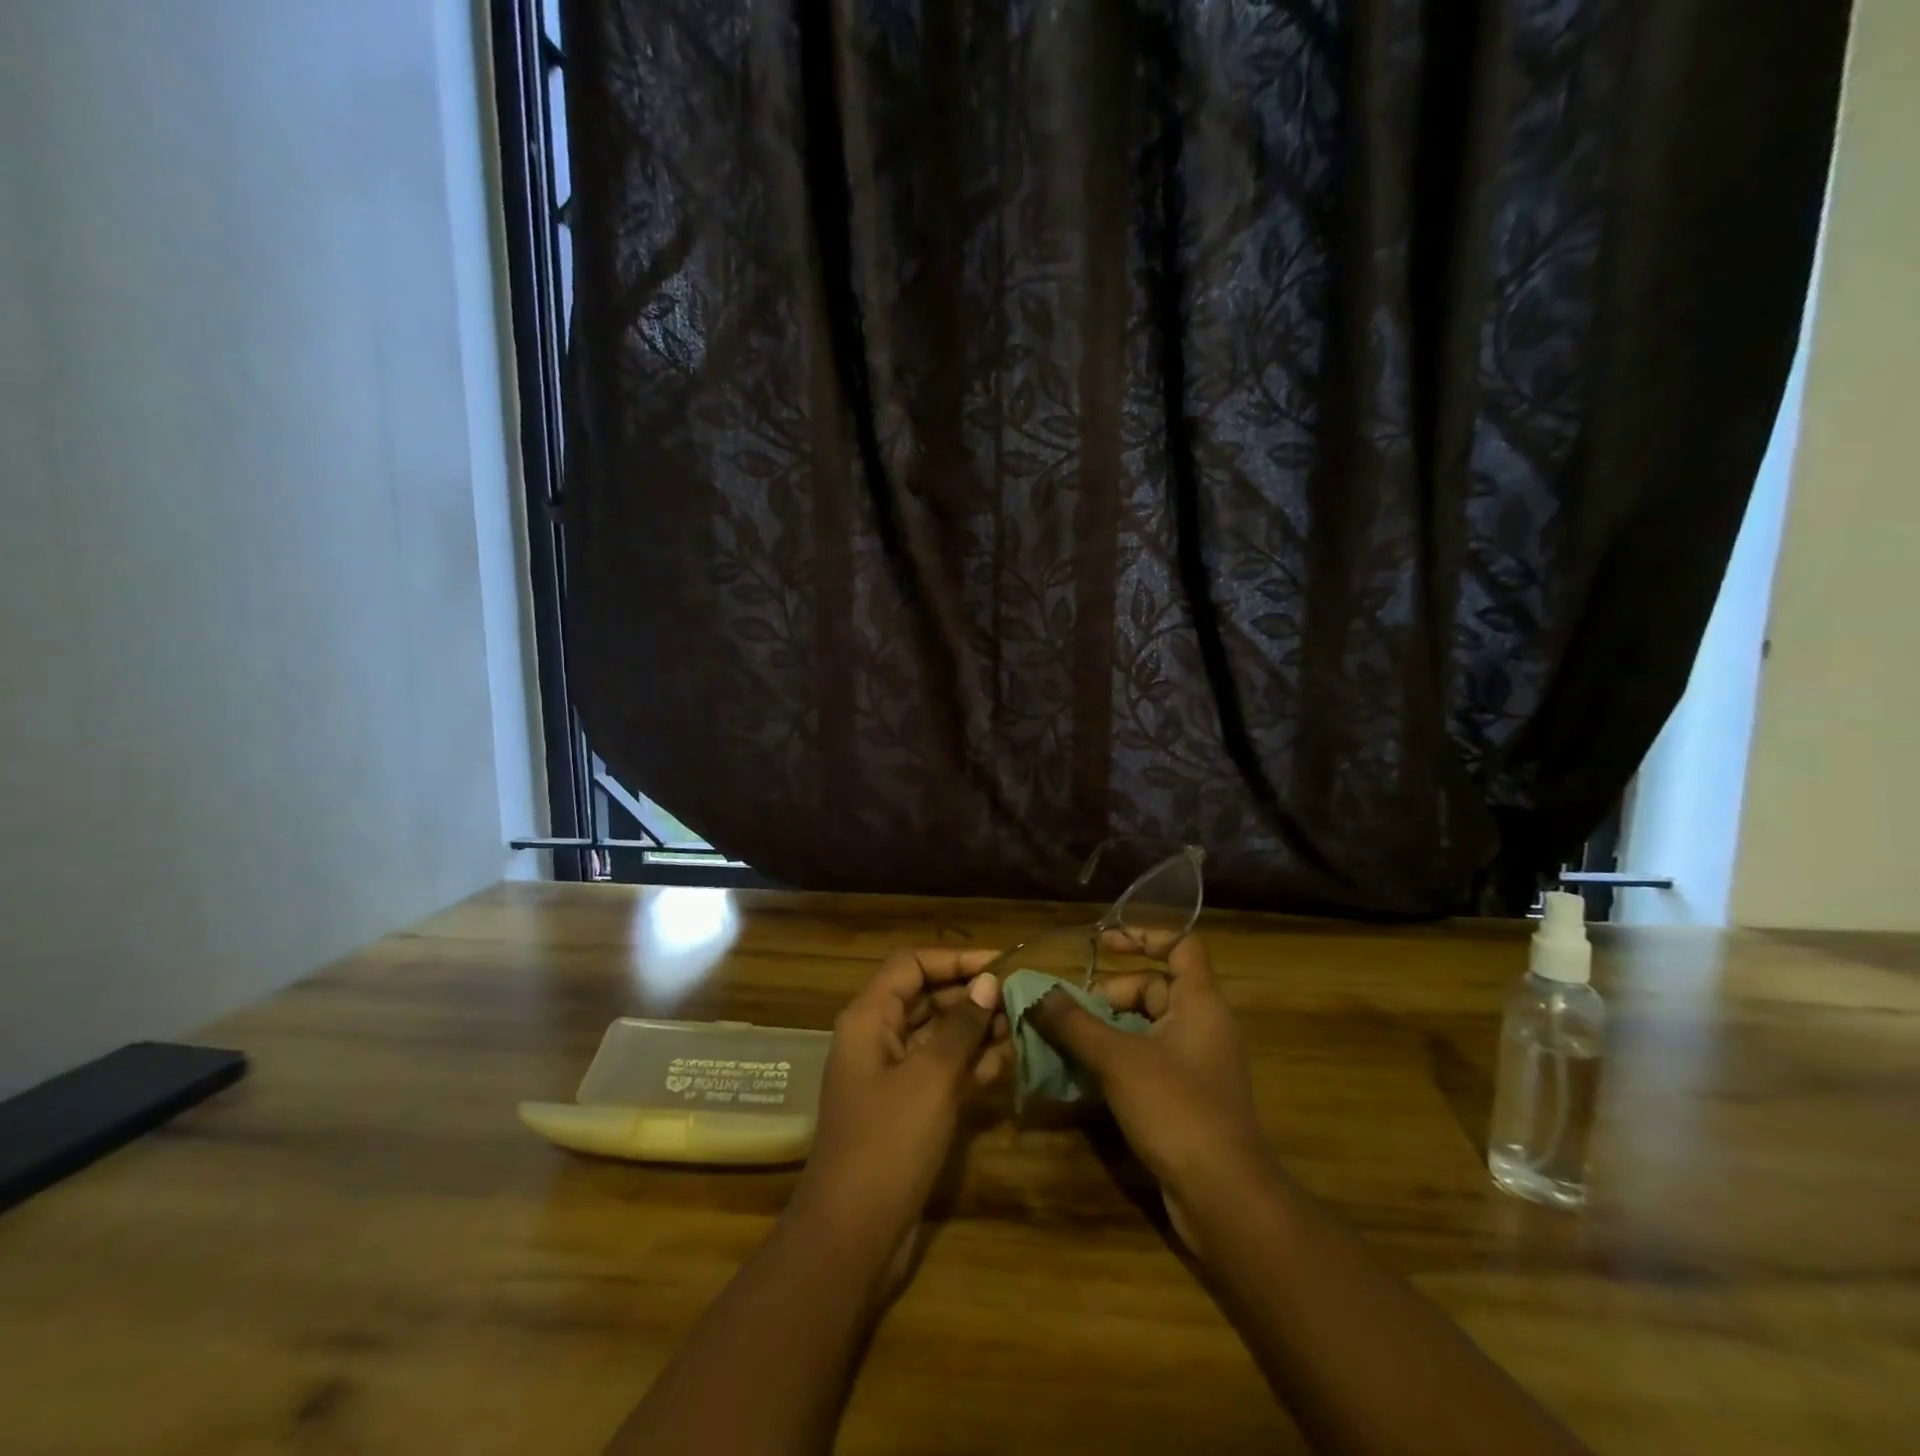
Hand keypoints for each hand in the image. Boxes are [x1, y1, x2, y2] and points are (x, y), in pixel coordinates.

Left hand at [788, 948, 1009, 1292]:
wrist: (853, 1236)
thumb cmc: (888, 1143)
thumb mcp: (930, 1077)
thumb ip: (961, 1026)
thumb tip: (988, 981)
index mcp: (870, 1018)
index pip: (912, 964)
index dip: (955, 959)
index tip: (1002, 965)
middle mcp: (879, 1038)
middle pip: (927, 996)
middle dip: (972, 993)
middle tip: (1023, 995)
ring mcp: (894, 1075)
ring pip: (940, 1034)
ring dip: (978, 1027)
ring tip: (1025, 1021)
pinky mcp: (910, 1108)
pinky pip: (944, 1070)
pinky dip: (974, 1062)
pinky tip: (1012, 1057)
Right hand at [1028, 933, 1270, 1254]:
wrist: (1224, 1197)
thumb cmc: (1176, 1109)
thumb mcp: (1118, 1059)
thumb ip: (1075, 1023)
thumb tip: (1038, 993)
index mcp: (1200, 1002)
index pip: (1181, 945)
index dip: (1144, 936)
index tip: (1102, 944)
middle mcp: (1203, 1025)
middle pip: (1153, 988)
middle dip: (1109, 995)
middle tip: (1068, 1013)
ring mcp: (1196, 1064)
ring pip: (1145, 1027)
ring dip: (1106, 1030)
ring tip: (1064, 1041)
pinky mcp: (1186, 1097)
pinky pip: (1147, 1060)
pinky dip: (1116, 1059)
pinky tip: (1082, 1075)